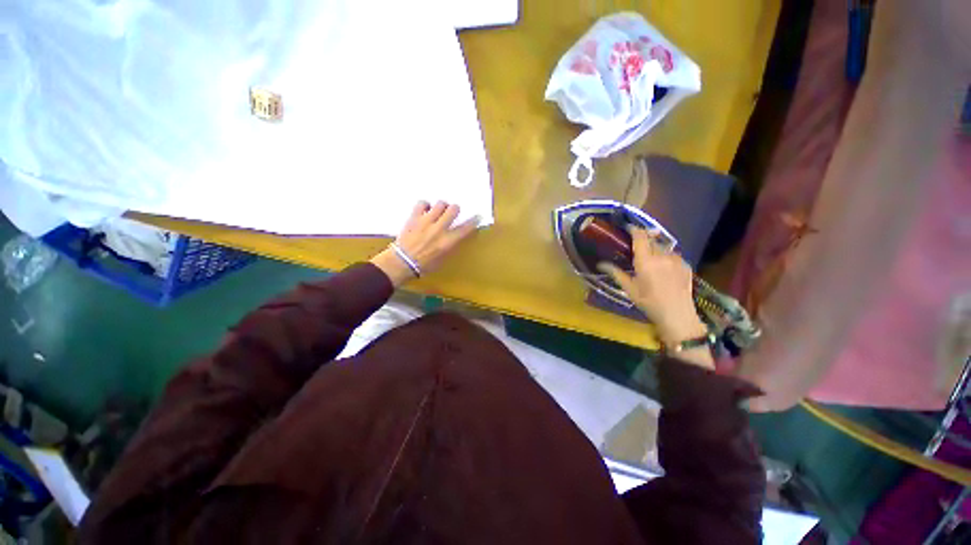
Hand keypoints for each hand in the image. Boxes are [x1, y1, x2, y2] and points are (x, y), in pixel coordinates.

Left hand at [370, 201, 479, 286]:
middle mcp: (439, 229)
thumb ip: (450, 245)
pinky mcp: (414, 217)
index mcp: (448, 242)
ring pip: (440, 204)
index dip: (473, 221)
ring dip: (442, 206)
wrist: (402, 262)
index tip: (477, 216)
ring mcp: (426, 221)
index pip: (466, 228)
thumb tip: (454, 236)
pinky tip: (425, 210)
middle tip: (452, 213)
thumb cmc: (424, 265)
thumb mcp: (443, 258)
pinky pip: (422, 203)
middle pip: (453, 209)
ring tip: (438, 211)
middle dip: (455, 209)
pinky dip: (425, 205)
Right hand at [599, 228, 712, 368]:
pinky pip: (673, 254)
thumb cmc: (648, 302)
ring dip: (655, 248)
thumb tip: (600, 264)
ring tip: (650, 257)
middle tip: (636, 245)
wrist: (677, 315)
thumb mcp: (629, 288)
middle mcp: (662, 256)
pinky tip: (663, 267)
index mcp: (646, 261)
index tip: (628, 227)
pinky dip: (666, 256)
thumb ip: (616, 273)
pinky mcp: (686, 264)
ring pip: (663, 246)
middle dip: (644, 239)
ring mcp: (676, 259)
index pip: (640, 237)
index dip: (634, 229)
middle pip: (652, 239)